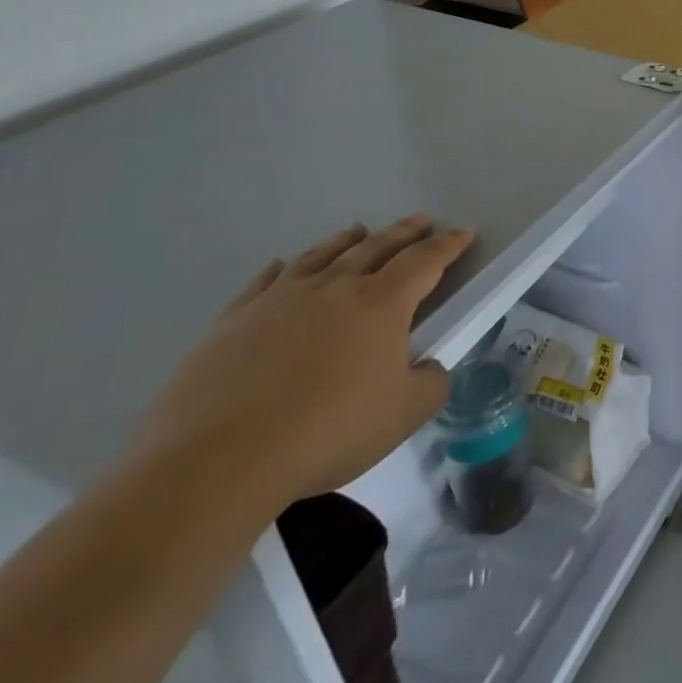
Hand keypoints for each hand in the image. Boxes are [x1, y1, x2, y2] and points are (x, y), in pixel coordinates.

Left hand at [132, 217, 475, 510]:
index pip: (425, 261)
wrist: (217, 462)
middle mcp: (334, 288)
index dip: (448, 245)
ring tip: (359, 230)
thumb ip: (431, 383)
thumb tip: (428, 367)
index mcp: (382, 303)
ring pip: (322, 255)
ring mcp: (279, 300)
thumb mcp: (405, 414)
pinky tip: (284, 266)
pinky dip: (283, 268)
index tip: (464, 232)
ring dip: (347, 240)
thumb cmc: (328, 431)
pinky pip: (266, 282)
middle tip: (421, 220)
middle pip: (376, 247)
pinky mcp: (233, 321)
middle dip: (404, 232)